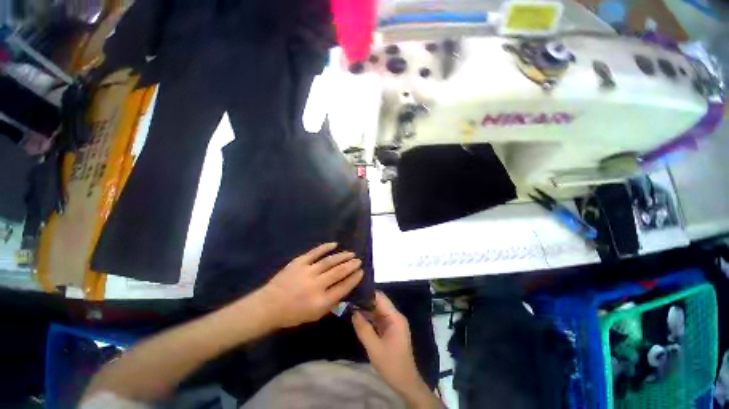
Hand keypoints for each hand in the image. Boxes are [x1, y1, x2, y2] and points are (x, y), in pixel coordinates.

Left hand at [258, 243, 363, 328]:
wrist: (269, 305)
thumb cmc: (293, 314)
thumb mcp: (315, 315)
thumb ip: (332, 303)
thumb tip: (345, 288)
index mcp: (321, 302)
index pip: (343, 287)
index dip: (354, 279)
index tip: (361, 272)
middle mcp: (316, 285)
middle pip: (338, 272)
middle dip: (351, 265)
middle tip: (358, 260)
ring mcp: (307, 272)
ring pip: (329, 261)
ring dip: (342, 256)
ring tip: (351, 253)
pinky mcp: (299, 262)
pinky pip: (315, 252)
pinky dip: (326, 247)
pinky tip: (335, 244)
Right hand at [352, 292, 440, 407]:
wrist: (405, 383)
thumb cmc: (391, 365)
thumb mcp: (374, 348)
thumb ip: (363, 328)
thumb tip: (353, 311)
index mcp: (395, 317)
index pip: (380, 298)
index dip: (367, 294)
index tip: (353, 293)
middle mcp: (395, 316)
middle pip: (379, 303)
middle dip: (365, 301)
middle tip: (349, 300)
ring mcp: (393, 323)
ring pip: (378, 310)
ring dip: (366, 309)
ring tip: (351, 306)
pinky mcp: (390, 330)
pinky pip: (379, 319)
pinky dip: (369, 318)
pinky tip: (358, 317)